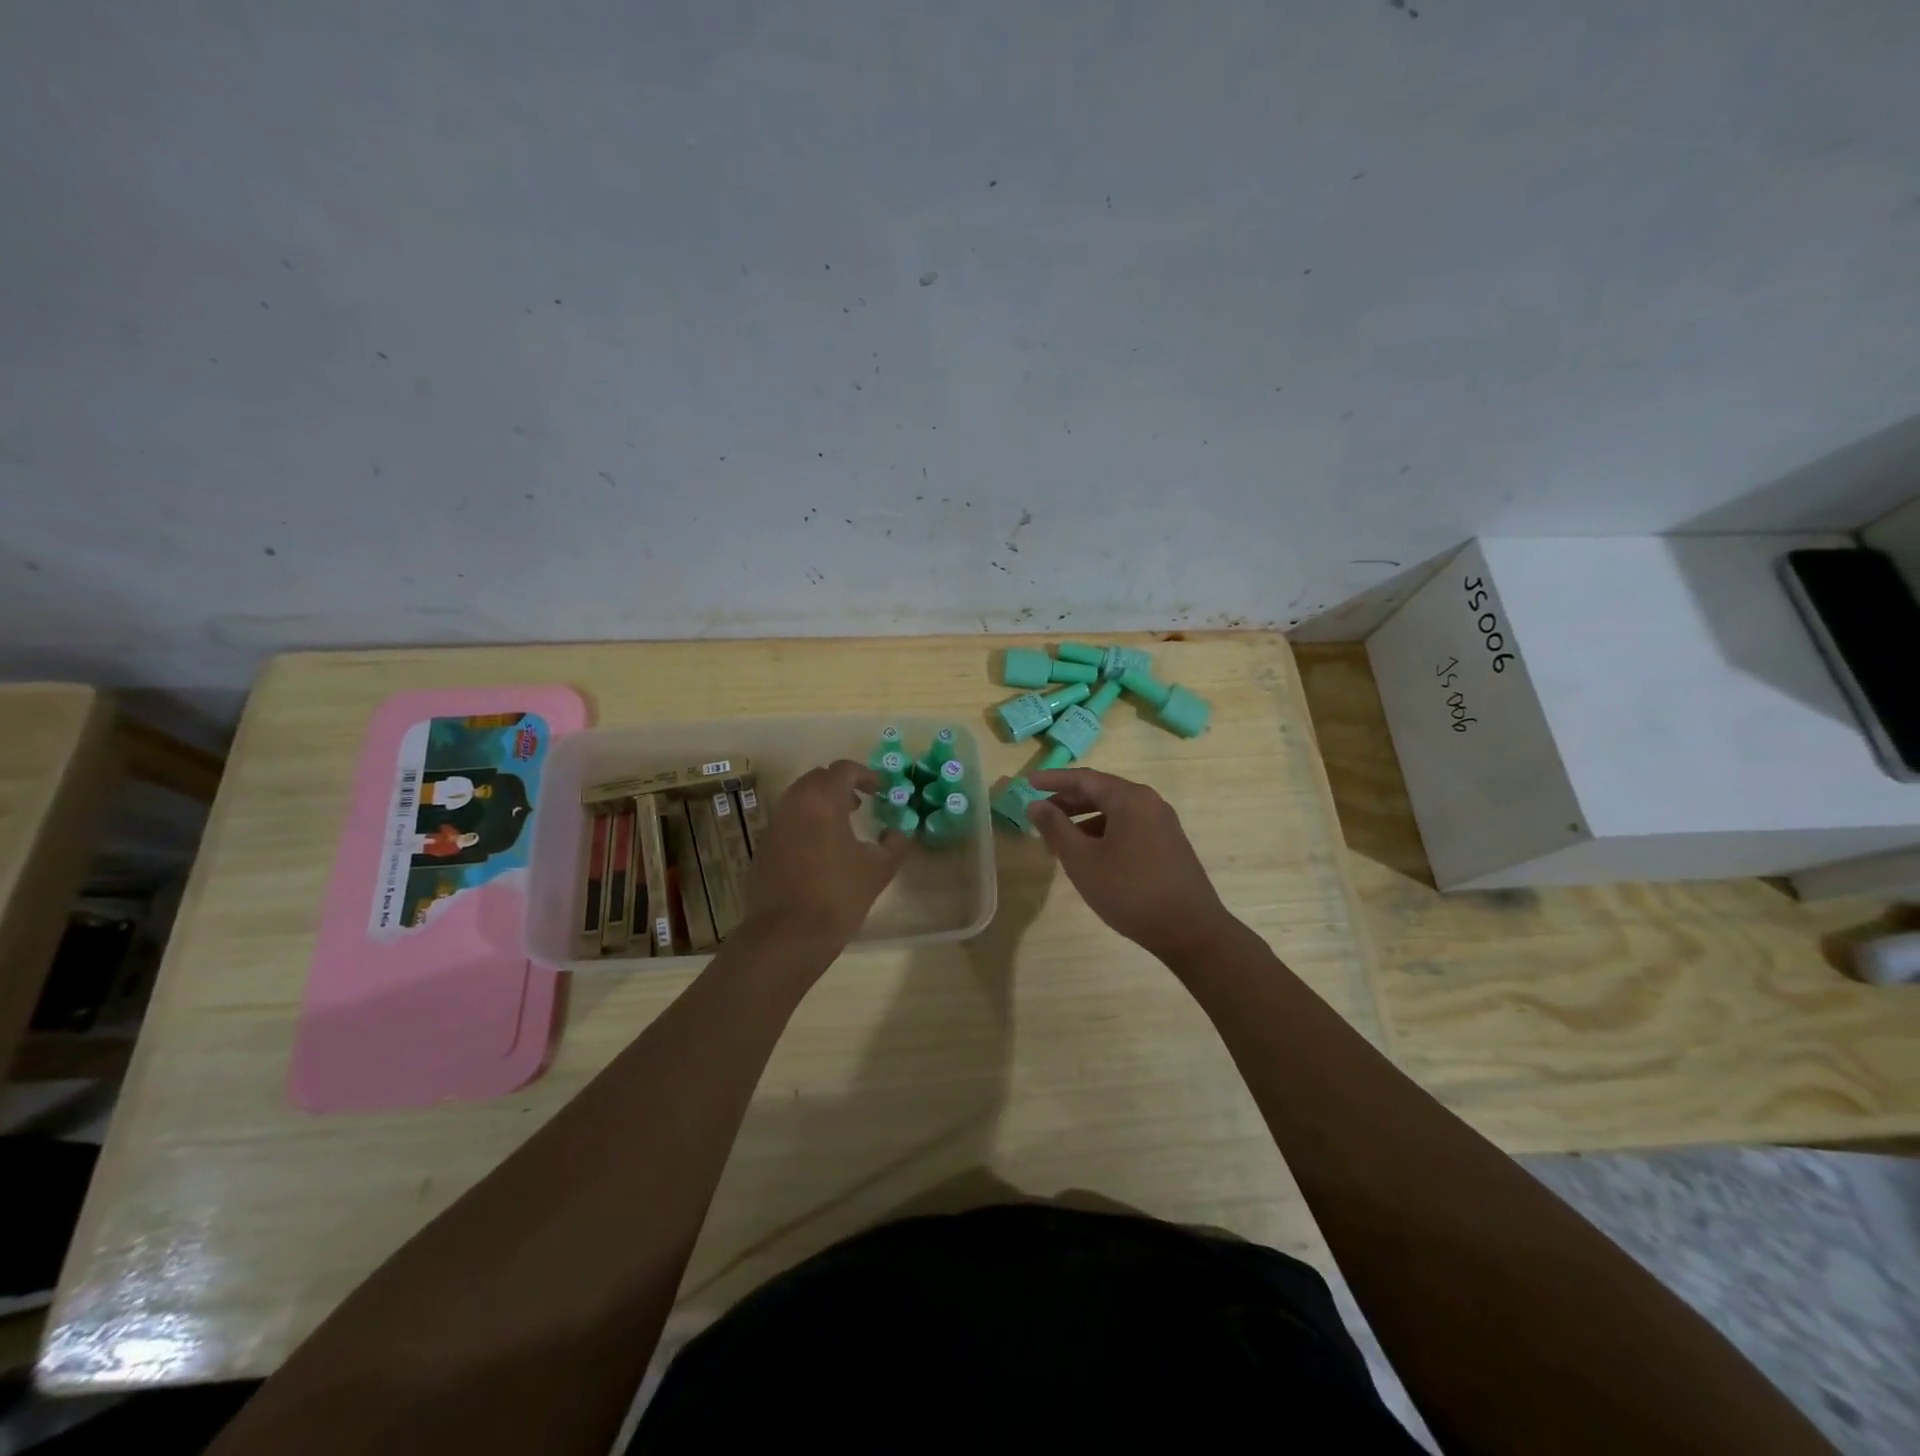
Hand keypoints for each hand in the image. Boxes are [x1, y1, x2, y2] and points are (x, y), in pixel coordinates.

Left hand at [742, 760, 910, 948]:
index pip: (843, 770)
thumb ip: (894, 844)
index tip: (880, 790)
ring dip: (821, 804)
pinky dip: (806, 824)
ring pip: (799, 800)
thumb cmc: (838, 896)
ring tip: (842, 826)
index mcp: (822, 801)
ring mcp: (773, 826)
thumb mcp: (878, 870)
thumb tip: (899, 832)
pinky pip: (787, 822)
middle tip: (860, 804)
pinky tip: (820, 851)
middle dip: (840, 786)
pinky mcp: (763, 848)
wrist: (787, 936)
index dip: (865, 775)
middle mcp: (793, 804)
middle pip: (817, 779)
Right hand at [1026, 768, 1236, 963]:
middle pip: (1101, 791)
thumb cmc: (1129, 891)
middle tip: (1038, 812)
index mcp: (1129, 798)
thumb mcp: (1082, 860)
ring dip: (1084, 819)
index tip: (1027, 783)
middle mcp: (1149, 802)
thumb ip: (1056, 828)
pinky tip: (1089, 854)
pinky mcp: (1168, 845)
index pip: (1084, 778)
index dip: (1053, 780)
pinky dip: (1103, 832)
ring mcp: (1162, 824)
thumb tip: (1036, 805)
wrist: (1190, 931)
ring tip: (1058, 838)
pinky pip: (1128, 827)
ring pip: (1114, 811)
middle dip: (1067, 800)